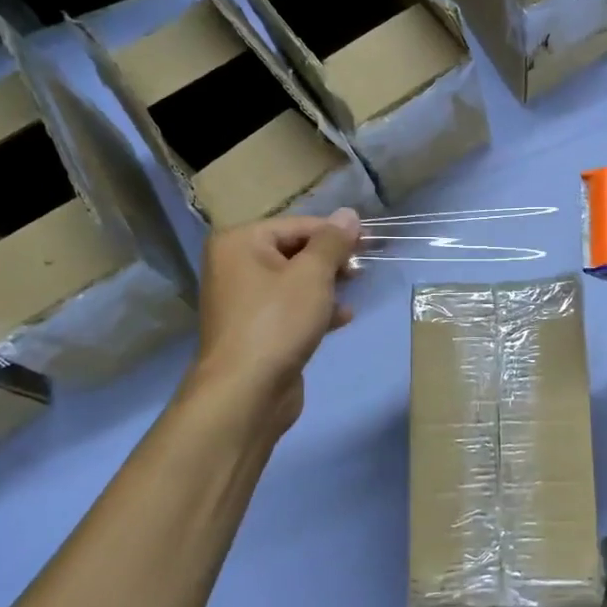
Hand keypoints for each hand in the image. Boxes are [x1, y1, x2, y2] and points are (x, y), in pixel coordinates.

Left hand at [186, 210, 360, 442]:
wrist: (245, 393)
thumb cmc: (277, 322)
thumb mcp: (312, 275)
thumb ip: (332, 242)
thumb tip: (349, 214)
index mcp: (239, 242)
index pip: (297, 225)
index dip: (336, 232)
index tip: (371, 242)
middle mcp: (235, 266)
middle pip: (294, 251)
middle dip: (331, 259)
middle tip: (364, 268)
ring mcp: (243, 301)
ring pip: (294, 281)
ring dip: (326, 284)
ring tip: (356, 289)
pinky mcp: (256, 330)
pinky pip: (290, 309)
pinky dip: (315, 309)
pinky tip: (343, 317)